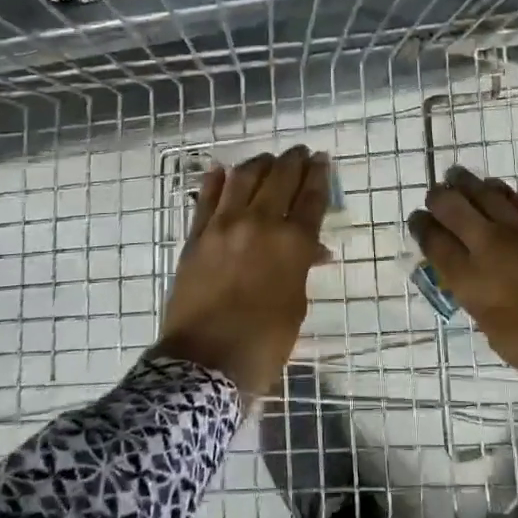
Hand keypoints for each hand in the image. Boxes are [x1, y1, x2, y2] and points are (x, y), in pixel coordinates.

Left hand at [154, 145, 331, 397]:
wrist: (204, 365)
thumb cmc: (263, 342)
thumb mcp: (295, 305)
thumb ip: (301, 268)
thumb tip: (313, 249)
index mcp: (292, 243)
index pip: (311, 197)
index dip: (319, 174)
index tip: (322, 159)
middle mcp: (260, 224)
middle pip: (280, 178)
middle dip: (293, 161)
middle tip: (300, 153)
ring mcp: (223, 226)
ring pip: (243, 178)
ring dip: (259, 163)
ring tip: (267, 159)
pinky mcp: (196, 237)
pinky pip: (206, 199)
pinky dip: (215, 181)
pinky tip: (221, 170)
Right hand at [409, 166, 517, 404]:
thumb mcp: (496, 334)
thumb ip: (477, 297)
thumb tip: (470, 276)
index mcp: (470, 283)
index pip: (433, 241)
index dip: (422, 226)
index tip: (419, 220)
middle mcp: (488, 248)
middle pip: (451, 205)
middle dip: (439, 198)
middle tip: (437, 198)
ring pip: (482, 192)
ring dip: (465, 185)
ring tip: (459, 181)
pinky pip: (514, 200)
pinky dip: (497, 193)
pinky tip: (493, 192)